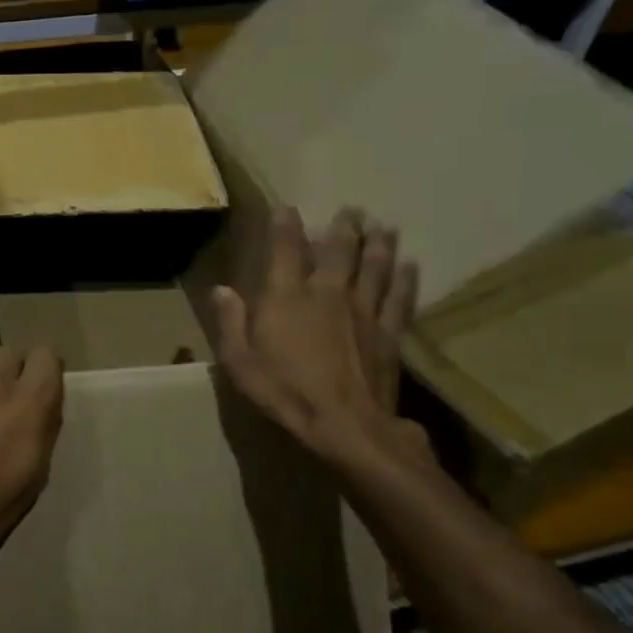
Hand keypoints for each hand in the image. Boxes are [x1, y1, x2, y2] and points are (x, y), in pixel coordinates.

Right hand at [212, 207, 428, 467]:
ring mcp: (363, 311)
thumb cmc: (285, 393)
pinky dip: (405, 278)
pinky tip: (410, 264)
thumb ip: (231, 323)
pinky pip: (400, 297)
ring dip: (378, 243)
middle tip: (351, 209)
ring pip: (374, 266)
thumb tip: (222, 290)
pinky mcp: (389, 332)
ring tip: (382, 225)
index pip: (284, 251)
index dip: (285, 226)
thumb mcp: (240, 363)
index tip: (286, 207)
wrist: (346, 426)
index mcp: (286, 298)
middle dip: (343, 227)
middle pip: (338, 250)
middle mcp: (326, 293)